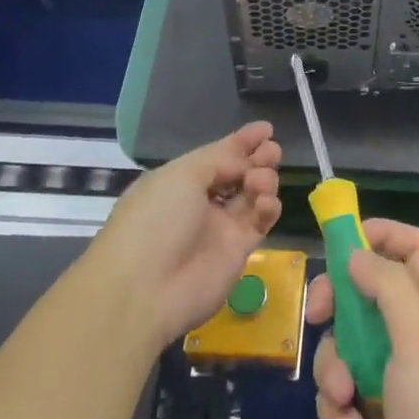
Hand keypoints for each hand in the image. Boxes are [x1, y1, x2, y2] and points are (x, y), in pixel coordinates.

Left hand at [92, 122, 282, 345]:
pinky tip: (266, 203)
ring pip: (252, 194)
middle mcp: (199, 202)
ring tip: (261, 181)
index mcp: (178, 180)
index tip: (266, 129)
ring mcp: (219, 227)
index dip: (241, 142)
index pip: (217, 155)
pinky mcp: (238, 251)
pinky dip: (268, 207)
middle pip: (238, 173)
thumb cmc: (156, 220)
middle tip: (272, 152)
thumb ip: (221, 159)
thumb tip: (246, 162)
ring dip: (263, 180)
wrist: (146, 289)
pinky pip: (260, 221)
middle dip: (257, 159)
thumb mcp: (182, 175)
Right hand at [307, 220, 418, 418]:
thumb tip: (356, 254)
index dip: (383, 234)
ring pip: (342, 342)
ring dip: (333, 366)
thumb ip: (389, 286)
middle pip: (366, 289)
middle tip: (318, 313)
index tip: (343, 239)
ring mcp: (388, 371)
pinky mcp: (367, 408)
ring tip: (345, 394)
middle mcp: (412, 331)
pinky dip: (336, 404)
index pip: (415, 247)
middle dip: (337, 300)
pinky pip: (336, 388)